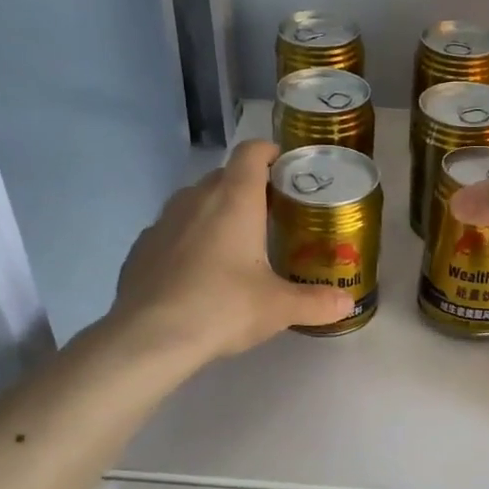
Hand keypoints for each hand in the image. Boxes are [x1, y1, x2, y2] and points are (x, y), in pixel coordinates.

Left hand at [112, 140, 352, 357]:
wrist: (150, 336)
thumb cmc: (223, 307)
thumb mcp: (279, 308)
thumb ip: (316, 302)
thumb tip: (346, 304)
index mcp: (234, 199)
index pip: (251, 153)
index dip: (270, 152)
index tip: (285, 168)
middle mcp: (196, 199)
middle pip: (225, 176)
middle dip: (249, 188)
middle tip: (271, 217)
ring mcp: (163, 221)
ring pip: (196, 202)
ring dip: (217, 213)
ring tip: (235, 245)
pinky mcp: (142, 247)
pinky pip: (173, 231)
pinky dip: (189, 240)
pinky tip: (198, 274)